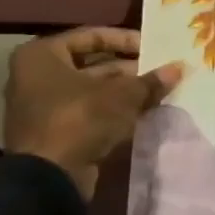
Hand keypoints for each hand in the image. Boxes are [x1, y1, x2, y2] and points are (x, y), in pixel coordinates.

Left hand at [3, 27, 182, 198]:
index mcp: (42, 56)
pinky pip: (87, 111)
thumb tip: (178, 68)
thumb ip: (151, 80)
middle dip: (128, 68)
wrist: (48, 178)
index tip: (152, 48)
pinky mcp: (52, 131)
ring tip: (157, 91)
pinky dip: (112, 110)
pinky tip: (142, 112)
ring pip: (91, 90)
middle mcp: (35, 76)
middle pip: (91, 64)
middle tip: (159, 70)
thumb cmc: (80, 119)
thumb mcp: (124, 95)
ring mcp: (42, 106)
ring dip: (123, 91)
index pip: (91, 36)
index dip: (125, 40)